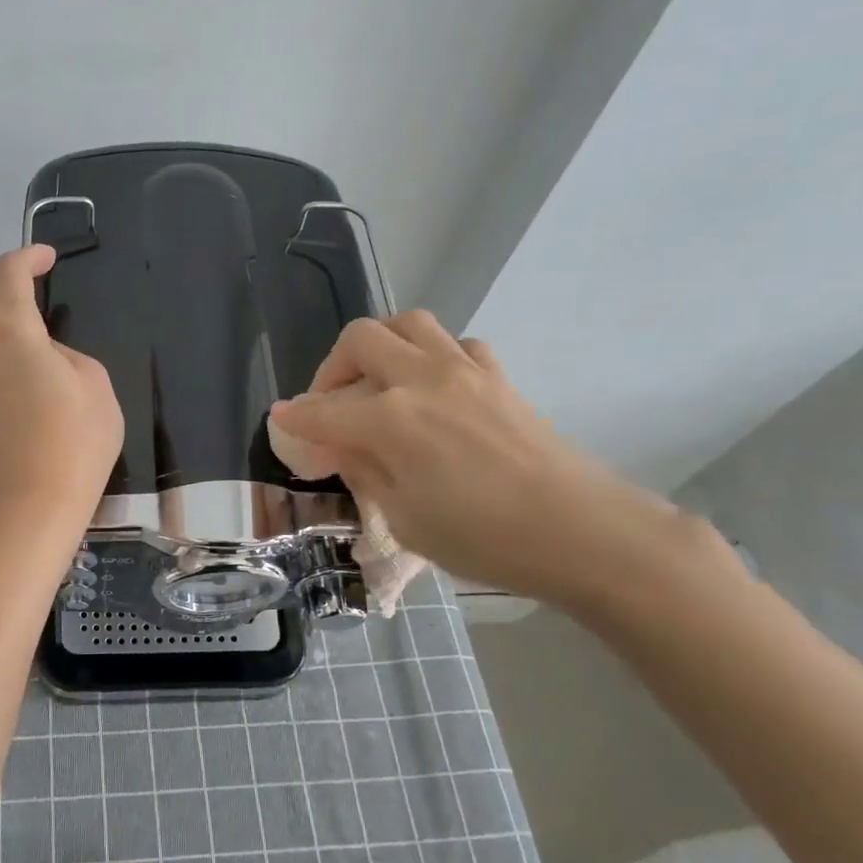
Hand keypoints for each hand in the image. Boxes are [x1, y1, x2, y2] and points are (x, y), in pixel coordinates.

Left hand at [0, 246, 122, 521]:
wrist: (33, 506)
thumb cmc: (76, 440)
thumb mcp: (95, 384)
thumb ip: (67, 356)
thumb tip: (46, 357)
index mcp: (12, 334)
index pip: (8, 274)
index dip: (27, 257)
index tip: (46, 259)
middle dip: (1, 295)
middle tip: (34, 309)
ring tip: (33, 360)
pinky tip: (20, 396)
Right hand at [269, 312, 707, 609]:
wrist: (581, 531)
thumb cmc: (484, 539)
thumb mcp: (405, 519)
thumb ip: (366, 471)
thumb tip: (341, 447)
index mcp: (390, 420)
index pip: (322, 411)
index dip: (295, 417)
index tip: (281, 421)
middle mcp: (421, 380)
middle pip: (359, 340)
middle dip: (331, 367)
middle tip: (331, 401)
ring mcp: (464, 371)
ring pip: (408, 323)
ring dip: (381, 345)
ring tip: (378, 379)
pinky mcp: (498, 377)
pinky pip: (455, 344)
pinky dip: (432, 355)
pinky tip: (433, 387)